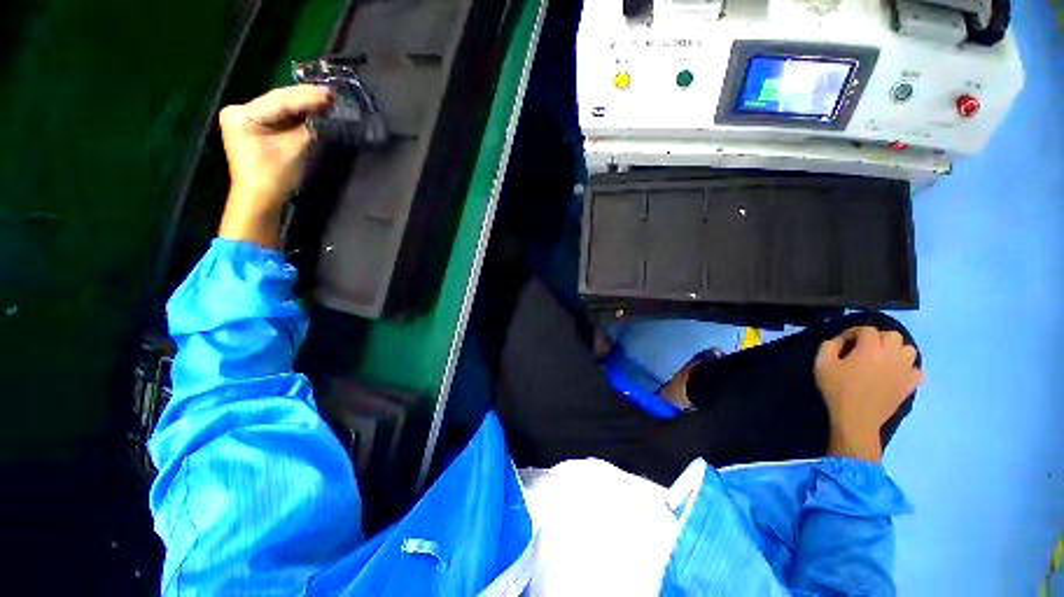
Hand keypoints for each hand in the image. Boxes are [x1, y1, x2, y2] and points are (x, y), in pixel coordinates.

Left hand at [217, 85, 332, 246]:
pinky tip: (311, 109)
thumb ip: (308, 127)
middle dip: (304, 97)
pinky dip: (294, 114)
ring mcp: (243, 118)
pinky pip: (276, 116)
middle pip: (277, 100)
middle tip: (329, 93)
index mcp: (242, 115)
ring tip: (324, 98)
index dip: (307, 98)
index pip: (279, 102)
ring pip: (277, 106)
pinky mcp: (251, 127)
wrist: (259, 199)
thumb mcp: (295, 149)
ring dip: (301, 103)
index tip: (330, 95)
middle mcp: (238, 111)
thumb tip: (324, 112)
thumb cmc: (274, 176)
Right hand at [814, 327, 923, 461]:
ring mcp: (906, 369)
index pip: (867, 329)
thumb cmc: (837, 389)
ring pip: (908, 349)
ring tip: (882, 359)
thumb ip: (829, 345)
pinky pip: (916, 369)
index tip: (842, 343)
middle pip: (892, 335)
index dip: (853, 333)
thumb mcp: (822, 364)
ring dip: (895, 350)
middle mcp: (892, 354)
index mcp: (870, 348)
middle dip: (877, 338)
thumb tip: (839, 339)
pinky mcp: (911, 384)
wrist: (857, 419)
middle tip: (863, 350)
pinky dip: (907, 368)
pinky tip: (895, 373)